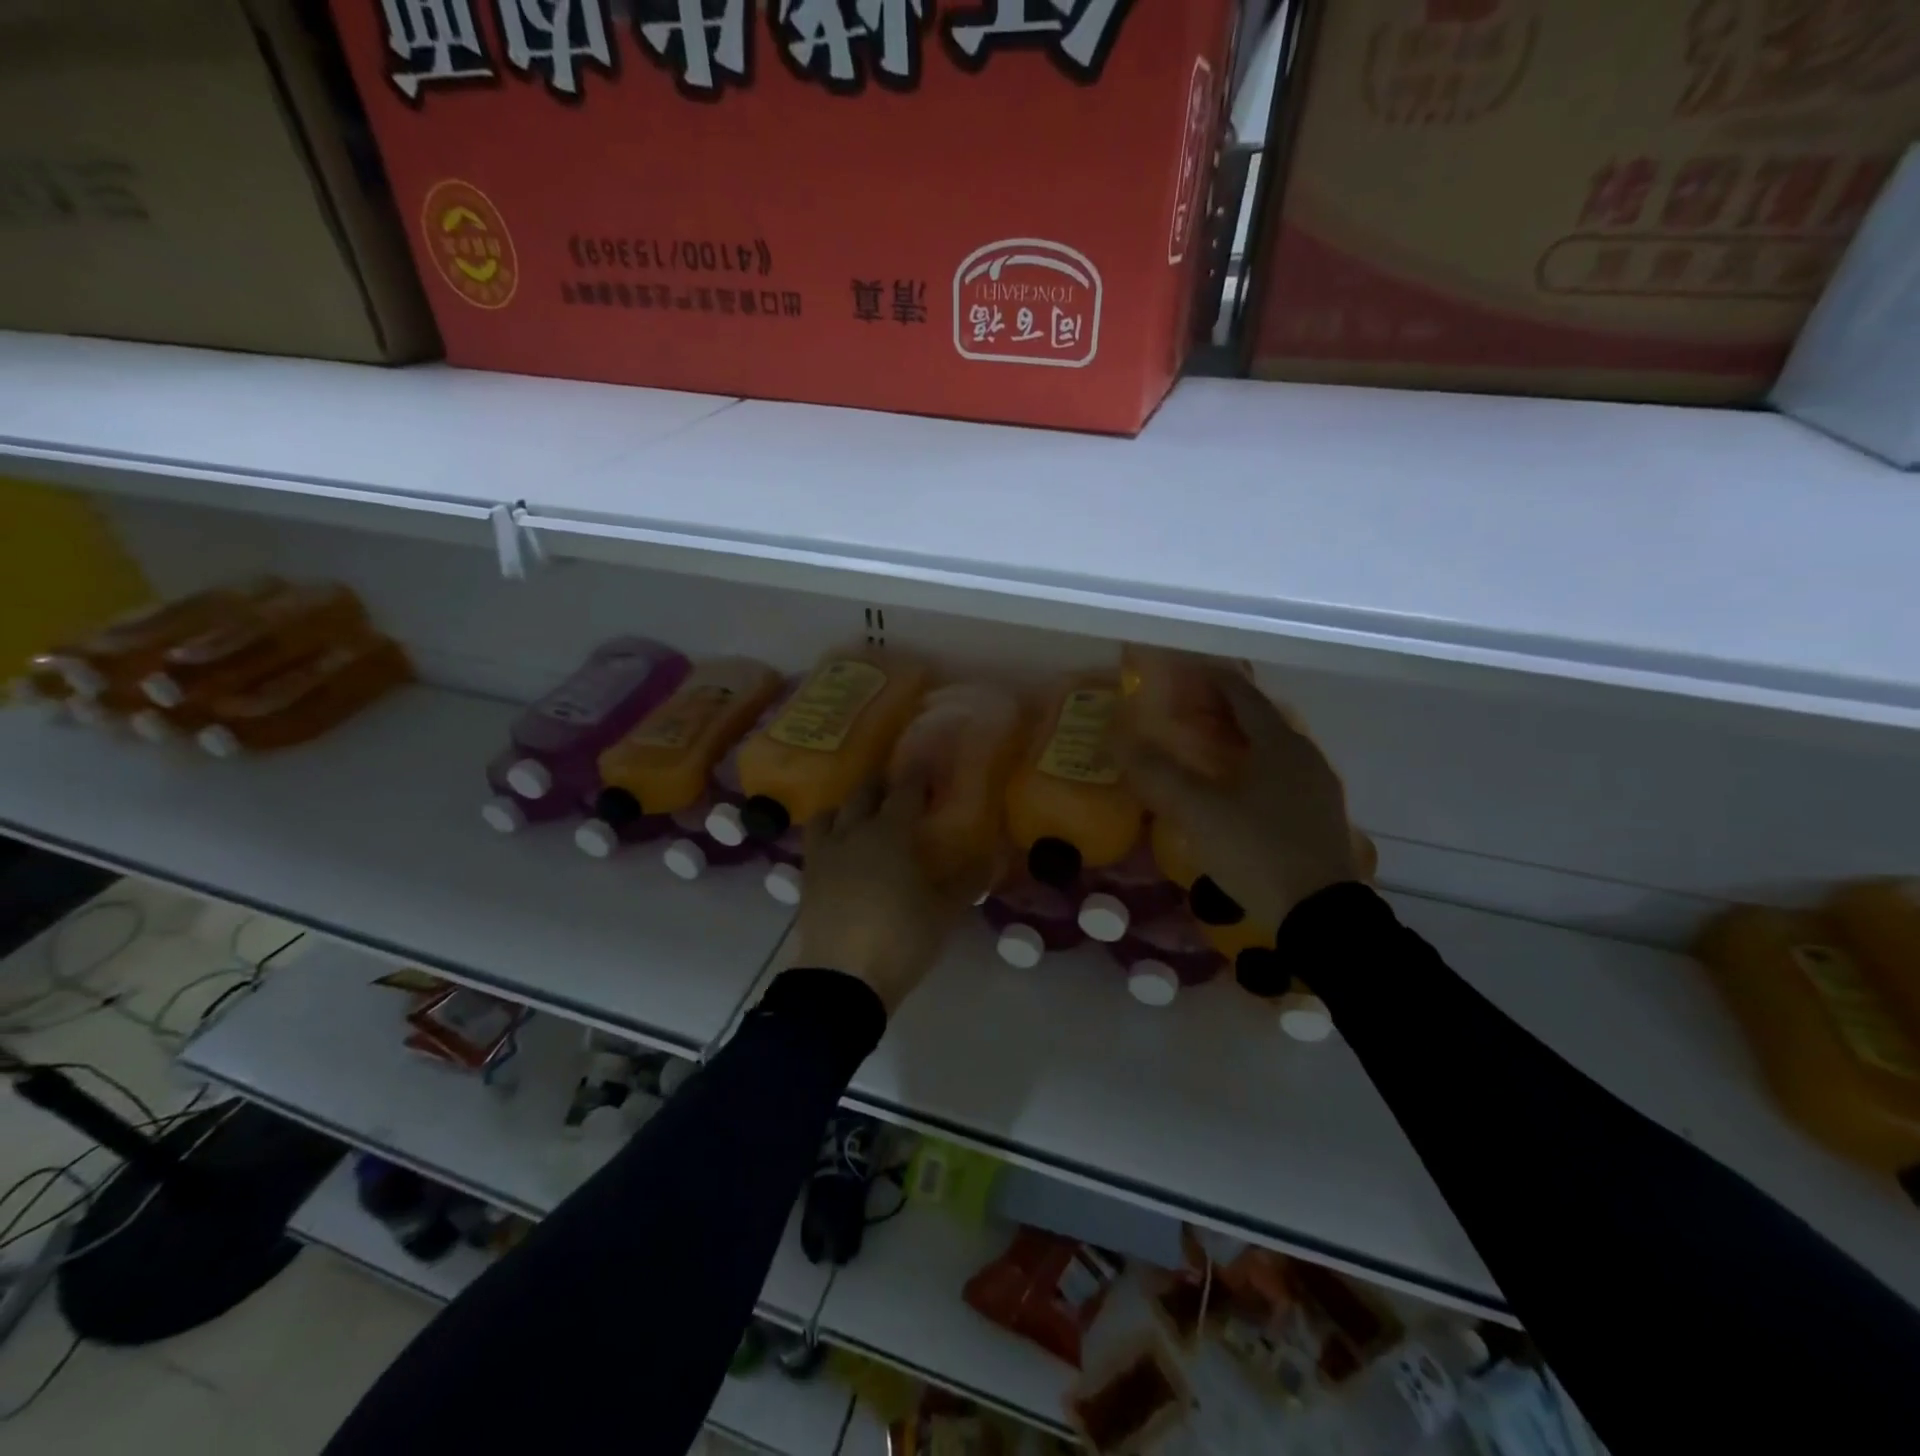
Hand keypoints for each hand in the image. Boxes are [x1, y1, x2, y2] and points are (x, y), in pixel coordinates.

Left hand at [795, 771, 972, 1014]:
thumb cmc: (901, 939)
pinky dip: (828, 834)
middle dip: (880, 785)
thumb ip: (968, 881)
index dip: (917, 776)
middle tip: (895, 787)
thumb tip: (991, 857)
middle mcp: (853, 833)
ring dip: (846, 807)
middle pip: (863, 795)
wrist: (842, 979)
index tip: (926, 765)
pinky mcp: (806, 878)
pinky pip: (814, 842)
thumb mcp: (944, 912)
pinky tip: (839, 851)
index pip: (905, 791)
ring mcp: (825, 855)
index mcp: (890, 833)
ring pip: (830, 814)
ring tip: (859, 816)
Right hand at [1116, 665, 1369, 928]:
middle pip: (1259, 719)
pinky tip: (1232, 790)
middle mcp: (1305, 757)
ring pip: (1271, 750)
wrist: (1319, 916)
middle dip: (1221, 710)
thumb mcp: (1198, 812)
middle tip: (1183, 711)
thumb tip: (1117, 738)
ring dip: (1237, 741)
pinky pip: (1279, 776)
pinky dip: (1251, 768)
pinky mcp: (1318, 817)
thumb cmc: (1258, 851)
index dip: (1212, 680)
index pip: (1242, 694)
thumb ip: (1157, 773)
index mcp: (1279, 744)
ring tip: (1203, 748)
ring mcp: (1317, 788)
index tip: (1184, 673)